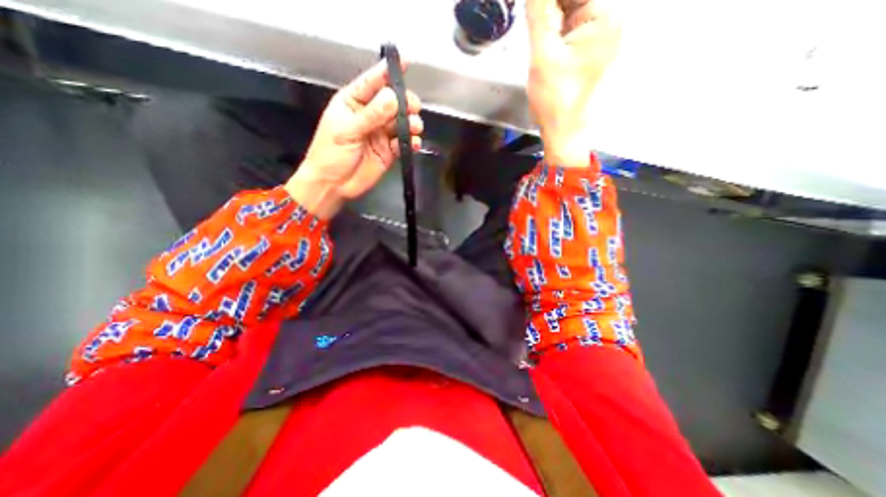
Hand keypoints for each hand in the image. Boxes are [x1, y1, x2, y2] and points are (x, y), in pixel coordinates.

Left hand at [283, 58, 420, 217]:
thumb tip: (393, 98)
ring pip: (401, 123)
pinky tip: (414, 143)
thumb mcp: (347, 131)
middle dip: (404, 102)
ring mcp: (381, 134)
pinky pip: (404, 143)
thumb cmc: (331, 154)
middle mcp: (370, 116)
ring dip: (411, 123)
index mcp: (354, 103)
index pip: (372, 82)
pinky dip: (411, 142)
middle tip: (412, 107)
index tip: (404, 61)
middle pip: (392, 103)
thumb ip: (371, 116)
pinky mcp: (390, 151)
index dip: (388, 72)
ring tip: (414, 128)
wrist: (334, 185)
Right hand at [525, 1, 620, 166]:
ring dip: (553, 21)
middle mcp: (612, 22)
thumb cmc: (555, 99)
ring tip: (544, 51)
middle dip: (551, 11)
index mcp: (607, 17)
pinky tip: (548, 48)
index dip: (548, 3)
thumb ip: (538, 14)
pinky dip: (558, 32)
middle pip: (577, 1)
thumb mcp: (542, 55)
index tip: (534, 11)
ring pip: (574, 13)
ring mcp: (604, 39)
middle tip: (536, 28)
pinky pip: (574, 30)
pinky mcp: (593, 53)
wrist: (565, 133)